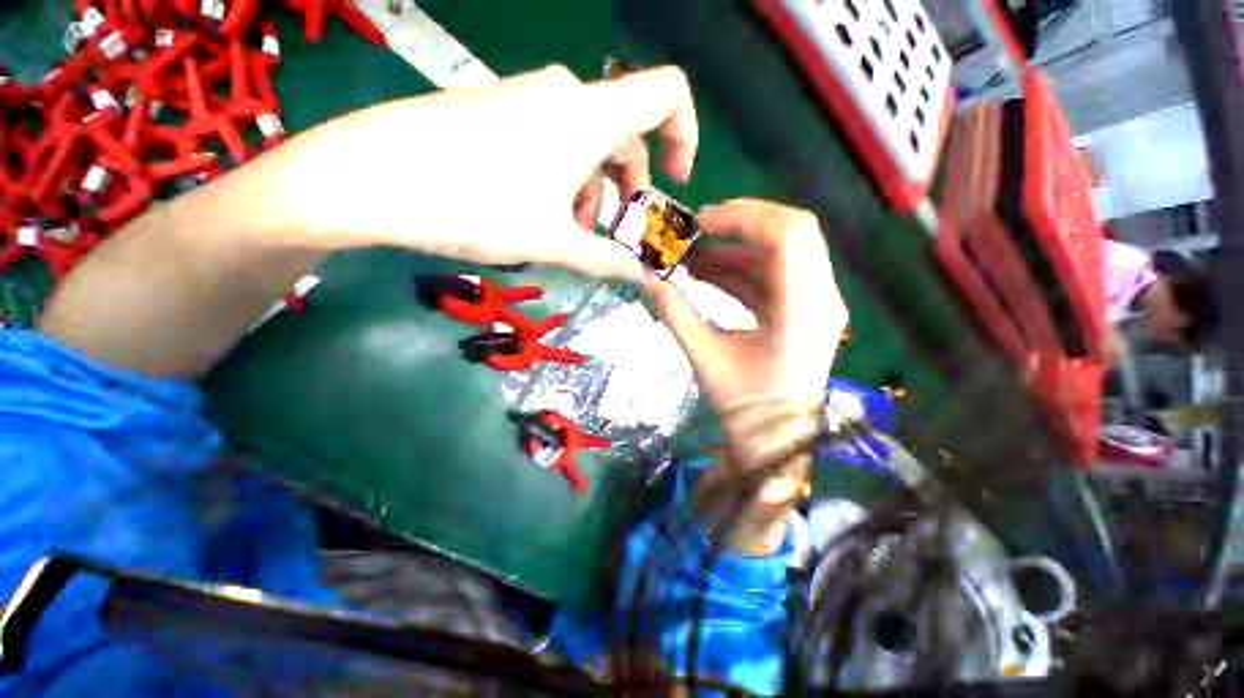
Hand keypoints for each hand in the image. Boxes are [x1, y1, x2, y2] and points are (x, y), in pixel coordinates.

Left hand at [283, 65, 696, 279]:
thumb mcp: (552, 241)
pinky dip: (562, 177)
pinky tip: (537, 211)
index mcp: (590, 115)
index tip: (672, 183)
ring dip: (591, 190)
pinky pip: (552, 139)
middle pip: (624, 135)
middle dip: (625, 189)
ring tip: (568, 232)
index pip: (667, 95)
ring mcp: (527, 98)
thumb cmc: (475, 205)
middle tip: (607, 233)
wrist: (370, 176)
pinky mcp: (499, 109)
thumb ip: (604, 259)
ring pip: (586, 143)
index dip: (685, 135)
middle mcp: (565, 94)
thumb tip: (640, 277)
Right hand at [646, 200, 846, 528]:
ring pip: (780, 253)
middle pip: (791, 232)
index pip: (788, 234)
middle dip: (740, 225)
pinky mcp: (802, 311)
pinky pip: (773, 277)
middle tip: (697, 232)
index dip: (743, 218)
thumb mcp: (705, 359)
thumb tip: (645, 280)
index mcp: (804, 309)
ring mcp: (816, 303)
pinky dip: (740, 270)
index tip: (700, 223)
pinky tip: (707, 275)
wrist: (775, 442)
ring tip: (692, 258)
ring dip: (735, 250)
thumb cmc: (746, 408)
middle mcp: (821, 297)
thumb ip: (675, 314)